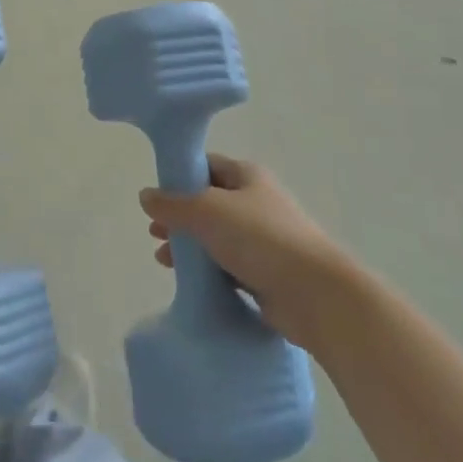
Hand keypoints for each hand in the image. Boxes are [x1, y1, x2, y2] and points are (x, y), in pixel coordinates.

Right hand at [140, 154, 340, 345]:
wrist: (316, 296)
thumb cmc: (260, 239)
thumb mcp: (207, 211)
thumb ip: (173, 204)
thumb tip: (145, 196)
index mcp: (247, 176)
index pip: (206, 166)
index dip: (179, 177)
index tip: (156, 195)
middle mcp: (256, 202)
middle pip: (208, 203)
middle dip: (179, 216)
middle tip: (154, 231)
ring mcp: (263, 240)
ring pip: (216, 236)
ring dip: (189, 245)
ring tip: (163, 260)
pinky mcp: (266, 274)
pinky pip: (228, 267)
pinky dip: (207, 271)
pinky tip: (188, 281)